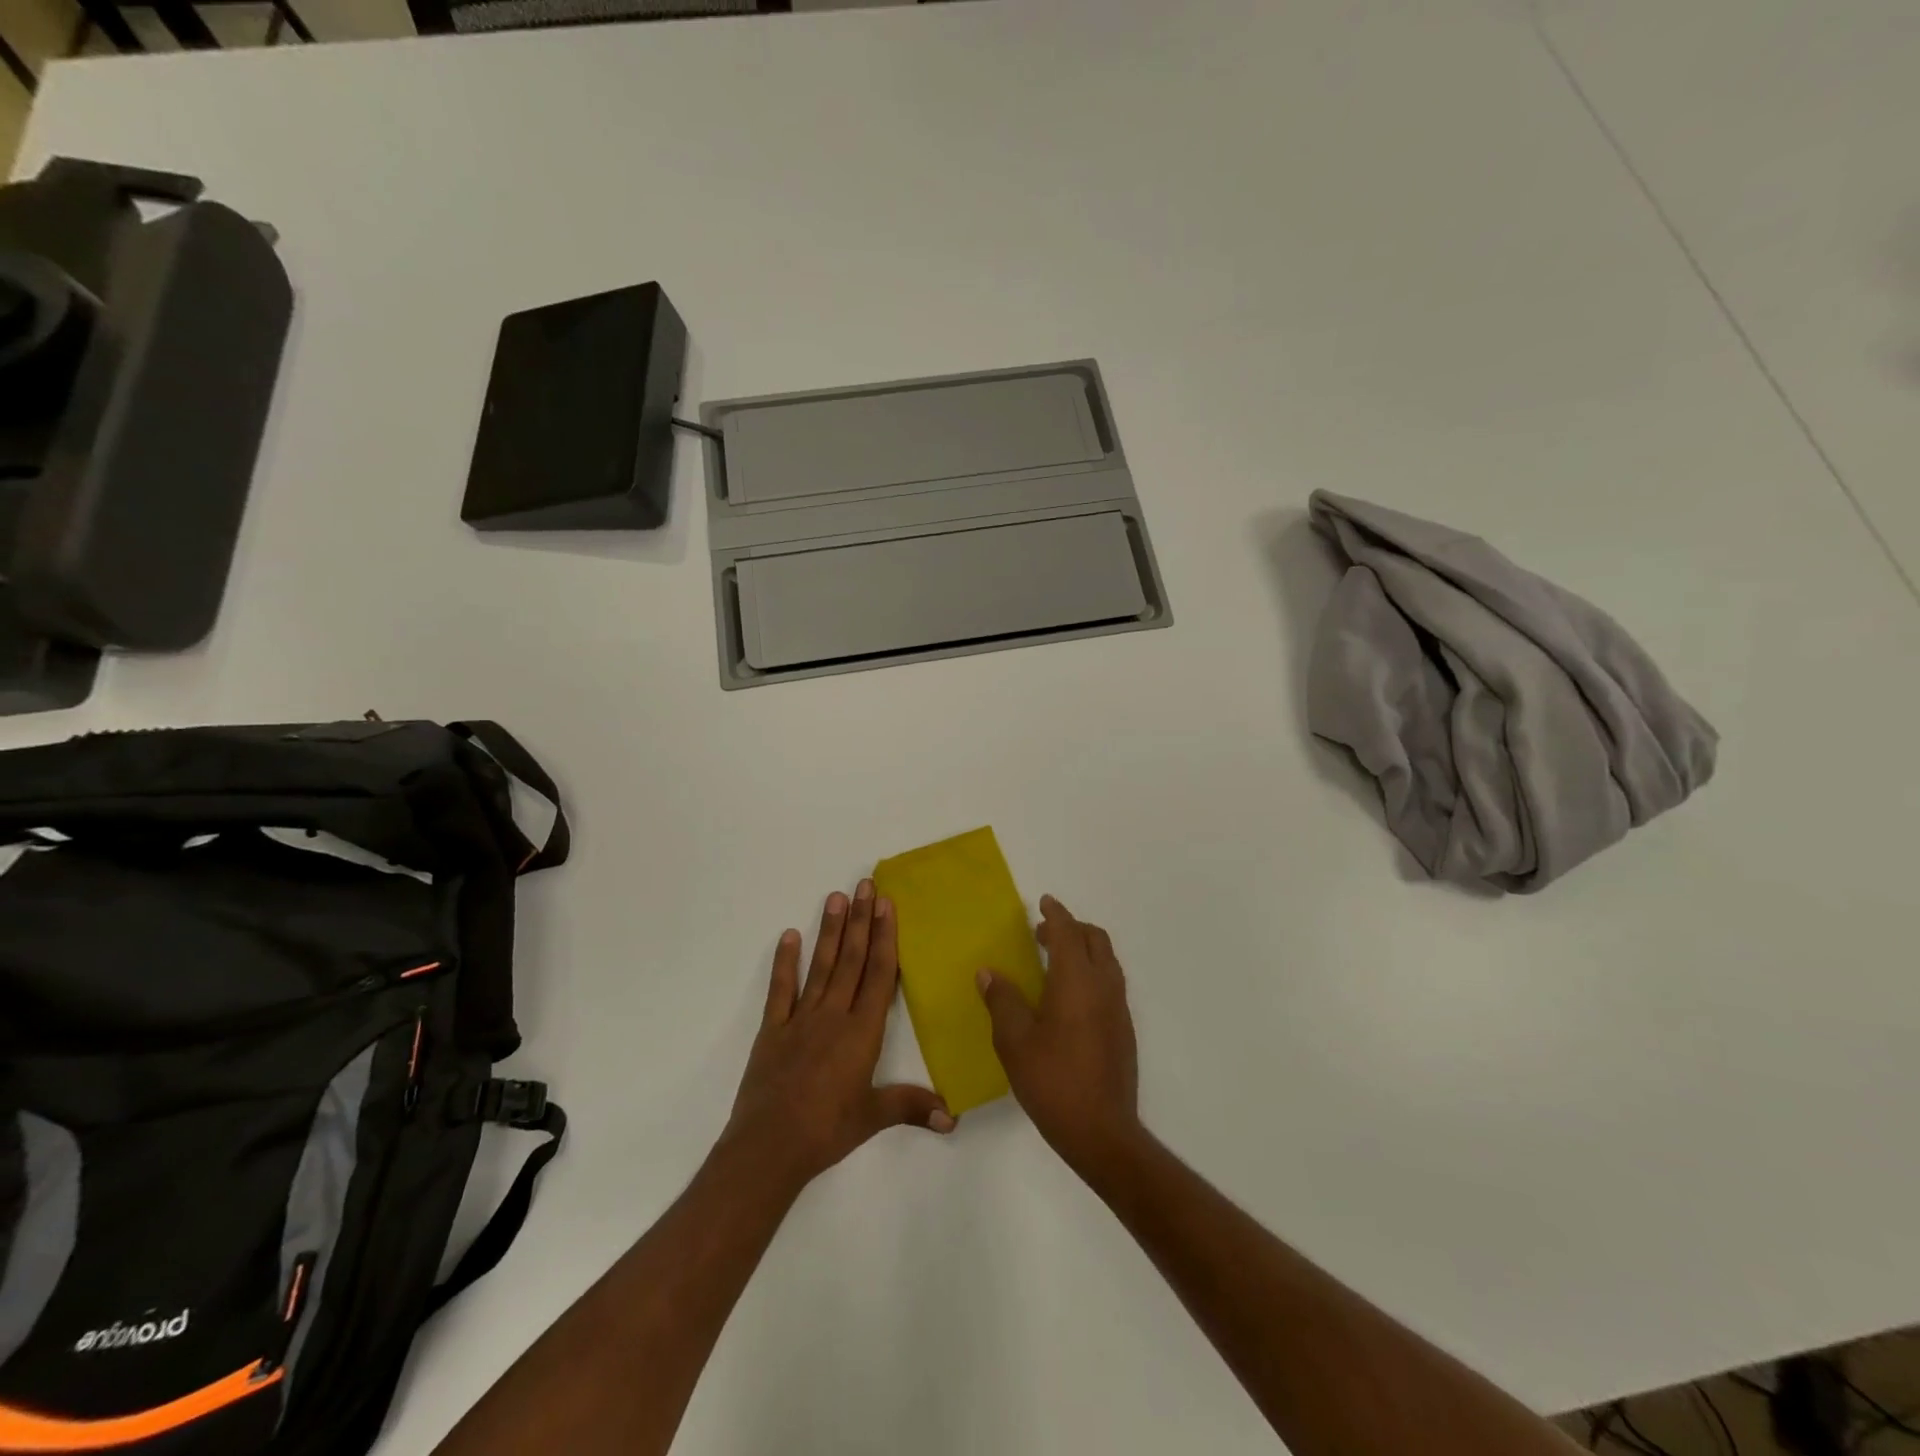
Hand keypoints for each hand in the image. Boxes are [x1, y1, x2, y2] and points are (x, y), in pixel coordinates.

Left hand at [726, 880, 953, 1190]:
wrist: (768, 1148)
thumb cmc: (826, 1131)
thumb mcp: (873, 1118)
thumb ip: (912, 1107)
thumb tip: (954, 1118)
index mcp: (862, 1032)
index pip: (879, 975)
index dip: (884, 937)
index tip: (886, 905)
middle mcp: (833, 1016)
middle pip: (851, 960)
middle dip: (860, 921)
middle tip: (864, 884)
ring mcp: (800, 1020)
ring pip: (820, 967)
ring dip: (829, 931)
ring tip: (834, 896)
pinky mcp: (772, 1031)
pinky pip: (780, 990)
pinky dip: (784, 963)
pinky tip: (789, 936)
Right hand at [976, 894, 1140, 1176]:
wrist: (1102, 1132)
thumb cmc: (1053, 1081)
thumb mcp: (1014, 1041)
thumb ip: (1002, 1000)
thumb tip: (989, 972)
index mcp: (1076, 981)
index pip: (1068, 933)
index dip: (1056, 914)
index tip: (1044, 902)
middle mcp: (1103, 986)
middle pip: (1095, 939)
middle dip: (1072, 928)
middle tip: (1043, 933)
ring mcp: (1118, 1008)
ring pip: (1106, 960)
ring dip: (1084, 949)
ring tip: (1054, 960)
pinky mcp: (1123, 1029)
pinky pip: (1110, 982)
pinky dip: (1092, 971)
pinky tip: (1069, 996)